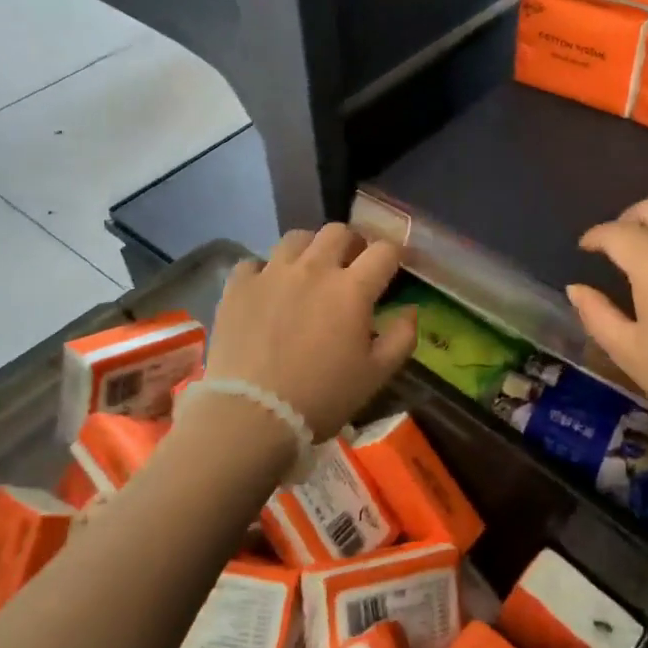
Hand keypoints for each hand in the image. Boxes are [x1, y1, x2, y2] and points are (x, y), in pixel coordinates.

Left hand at [201, 225, 417, 443]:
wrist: (251, 415)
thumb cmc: (322, 398)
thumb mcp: (376, 376)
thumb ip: (401, 338)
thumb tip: (409, 310)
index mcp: (352, 289)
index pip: (384, 251)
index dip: (393, 254)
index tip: (393, 266)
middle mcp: (313, 269)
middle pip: (338, 232)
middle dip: (352, 244)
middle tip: (351, 266)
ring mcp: (271, 273)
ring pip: (296, 237)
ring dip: (310, 249)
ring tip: (309, 271)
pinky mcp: (238, 286)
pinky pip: (254, 262)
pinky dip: (265, 271)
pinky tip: (267, 290)